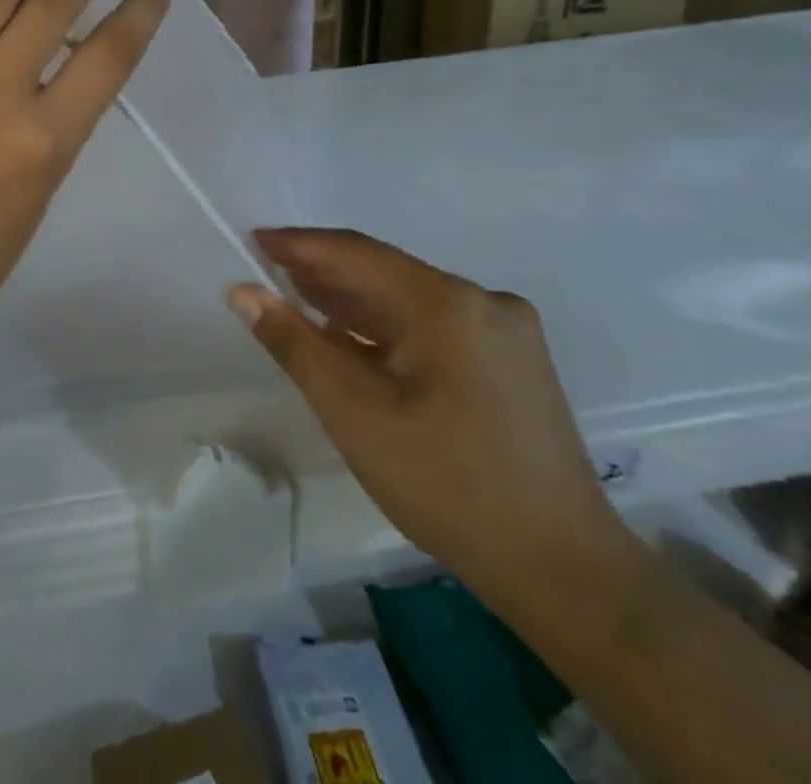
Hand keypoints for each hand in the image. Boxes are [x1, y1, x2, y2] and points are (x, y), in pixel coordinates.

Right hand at [231, 229, 629, 606]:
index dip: (300, 244)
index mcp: (449, 305)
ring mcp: (505, 330)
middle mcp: (483, 301)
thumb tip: (244, 293)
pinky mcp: (512, 359)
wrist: (565, 570)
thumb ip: (295, 345)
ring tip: (296, 298)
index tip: (253, 239)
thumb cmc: (448, 487)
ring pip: (408, 299)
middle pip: (385, 273)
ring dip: (352, 302)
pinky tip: (351, 337)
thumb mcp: (355, 415)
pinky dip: (386, 328)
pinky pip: (433, 324)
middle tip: (266, 273)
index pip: (358, 254)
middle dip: (323, 273)